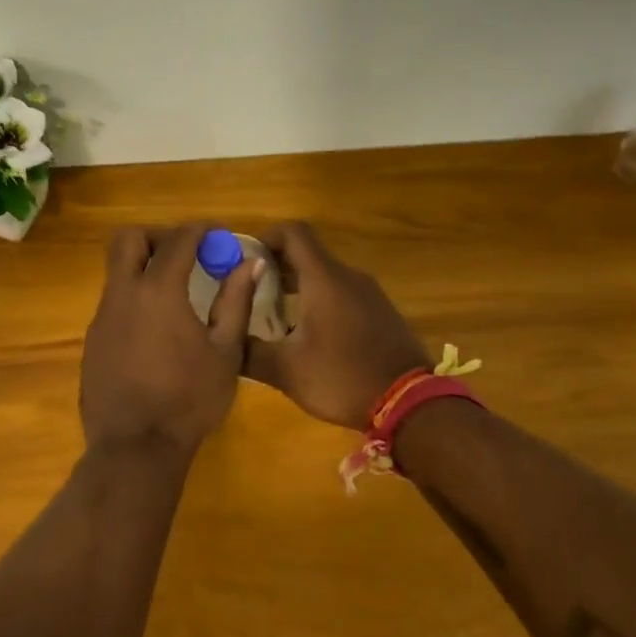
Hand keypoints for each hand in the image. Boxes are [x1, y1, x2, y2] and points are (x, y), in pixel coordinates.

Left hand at [80, 223, 260, 459]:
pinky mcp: (92, 341)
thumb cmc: (190, 399)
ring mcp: (101, 318)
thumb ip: (237, 300)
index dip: (199, 230)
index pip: (177, 240)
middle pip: (128, 240)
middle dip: (156, 236)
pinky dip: (133, 300)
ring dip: (143, 269)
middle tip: (183, 254)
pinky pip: (112, 304)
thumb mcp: (225, 352)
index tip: (215, 234)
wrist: (135, 448)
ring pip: (116, 272)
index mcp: (159, 291)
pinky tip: (154, 331)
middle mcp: (123, 294)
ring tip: (173, 295)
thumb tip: (251, 262)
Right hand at [244, 221, 430, 429]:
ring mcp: (369, 293)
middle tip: (250, 291)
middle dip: (276, 265)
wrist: (409, 403)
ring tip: (273, 315)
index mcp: (324, 279)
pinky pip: (343, 293)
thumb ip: (250, 352)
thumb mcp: (286, 370)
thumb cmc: (342, 378)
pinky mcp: (380, 312)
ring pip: (325, 275)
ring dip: (297, 285)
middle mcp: (348, 277)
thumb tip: (225, 341)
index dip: (266, 236)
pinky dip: (320, 300)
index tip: (245, 259)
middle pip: (308, 253)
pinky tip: (308, 333)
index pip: (294, 233)